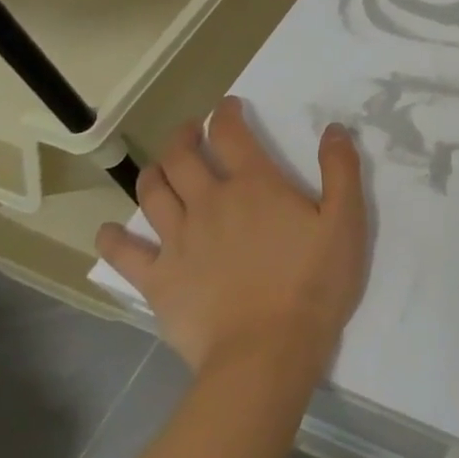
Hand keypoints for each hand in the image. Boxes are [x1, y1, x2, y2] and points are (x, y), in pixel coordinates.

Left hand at [96, 97, 367, 376]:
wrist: (268, 351)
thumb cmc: (314, 283)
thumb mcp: (346, 221)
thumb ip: (341, 170)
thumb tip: (334, 129)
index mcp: (254, 185)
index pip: (231, 134)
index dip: (226, 114)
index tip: (227, 106)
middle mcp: (210, 203)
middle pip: (183, 157)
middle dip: (183, 136)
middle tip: (189, 131)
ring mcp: (179, 241)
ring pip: (153, 193)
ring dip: (154, 172)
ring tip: (160, 168)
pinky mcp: (159, 279)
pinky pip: (125, 253)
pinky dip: (114, 238)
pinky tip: (111, 232)